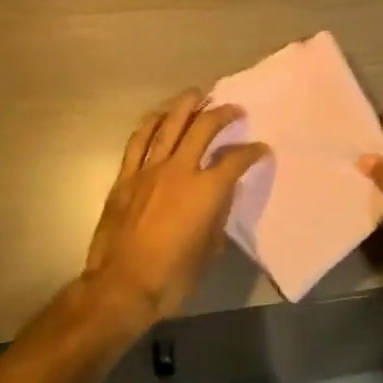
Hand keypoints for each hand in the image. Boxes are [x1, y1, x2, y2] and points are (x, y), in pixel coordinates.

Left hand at [83, 89, 269, 321]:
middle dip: (222, 114)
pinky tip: (159, 116)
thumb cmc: (172, 276)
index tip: (260, 149)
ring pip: (169, 125)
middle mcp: (179, 170)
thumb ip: (218, 216)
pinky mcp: (126, 177)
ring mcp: (149, 170)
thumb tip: (220, 197)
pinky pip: (138, 142)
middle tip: (233, 109)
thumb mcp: (209, 250)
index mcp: (206, 190)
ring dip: (186, 106)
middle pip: (203, 128)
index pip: (235, 160)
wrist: (121, 287)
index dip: (252, 152)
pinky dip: (150, 124)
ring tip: (197, 95)